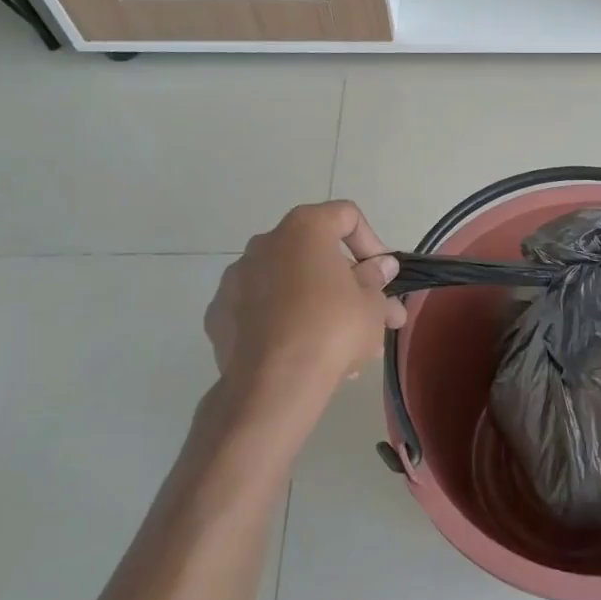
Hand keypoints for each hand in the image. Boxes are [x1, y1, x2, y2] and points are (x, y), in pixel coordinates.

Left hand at [203, 202, 406, 427]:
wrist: (274, 383)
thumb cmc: (333, 329)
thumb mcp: (372, 304)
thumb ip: (376, 280)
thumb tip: (380, 267)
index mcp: (304, 229)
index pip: (346, 216)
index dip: (372, 243)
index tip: (382, 277)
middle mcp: (265, 243)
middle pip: (315, 252)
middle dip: (346, 282)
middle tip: (371, 315)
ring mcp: (235, 278)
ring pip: (287, 283)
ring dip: (316, 303)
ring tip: (341, 345)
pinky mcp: (218, 314)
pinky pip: (260, 310)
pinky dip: (281, 322)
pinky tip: (300, 353)